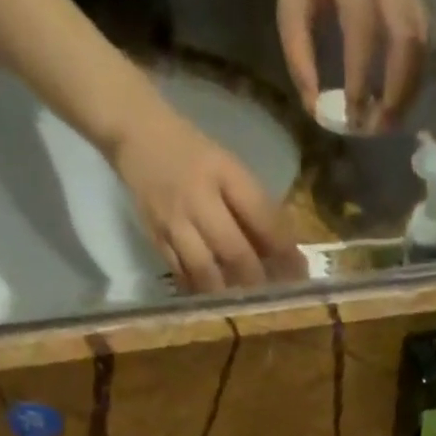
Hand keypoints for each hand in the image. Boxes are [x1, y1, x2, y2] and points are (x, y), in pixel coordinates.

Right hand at [111, 102, 308, 292]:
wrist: (135, 132)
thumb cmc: (193, 153)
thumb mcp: (228, 167)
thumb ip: (253, 206)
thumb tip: (284, 252)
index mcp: (224, 173)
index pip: (262, 216)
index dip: (284, 250)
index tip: (300, 273)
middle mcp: (198, 198)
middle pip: (234, 250)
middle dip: (258, 279)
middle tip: (274, 298)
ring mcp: (173, 220)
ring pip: (206, 270)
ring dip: (228, 292)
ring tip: (244, 304)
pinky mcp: (155, 237)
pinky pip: (182, 274)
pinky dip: (201, 290)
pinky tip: (215, 299)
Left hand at [278, 0, 428, 132]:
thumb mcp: (290, 9)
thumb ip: (300, 59)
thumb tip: (318, 111)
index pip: (363, 26)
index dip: (361, 77)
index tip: (354, 118)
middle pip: (405, 37)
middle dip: (395, 91)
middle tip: (380, 129)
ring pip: (420, 44)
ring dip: (408, 91)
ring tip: (390, 124)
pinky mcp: (415, 0)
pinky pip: (423, 46)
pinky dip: (412, 82)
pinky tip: (398, 106)